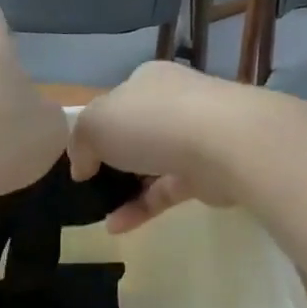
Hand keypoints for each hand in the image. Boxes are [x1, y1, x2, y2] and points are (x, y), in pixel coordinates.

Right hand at [69, 63, 257, 232]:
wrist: (225, 144)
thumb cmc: (152, 122)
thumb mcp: (95, 124)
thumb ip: (81, 142)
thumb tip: (82, 167)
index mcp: (148, 81)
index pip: (118, 101)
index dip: (97, 128)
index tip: (81, 157)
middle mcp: (174, 103)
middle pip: (138, 132)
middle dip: (115, 158)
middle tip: (91, 184)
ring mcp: (196, 138)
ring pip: (154, 164)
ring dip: (126, 188)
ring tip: (99, 210)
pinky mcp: (208, 173)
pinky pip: (167, 191)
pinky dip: (142, 208)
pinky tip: (116, 227)